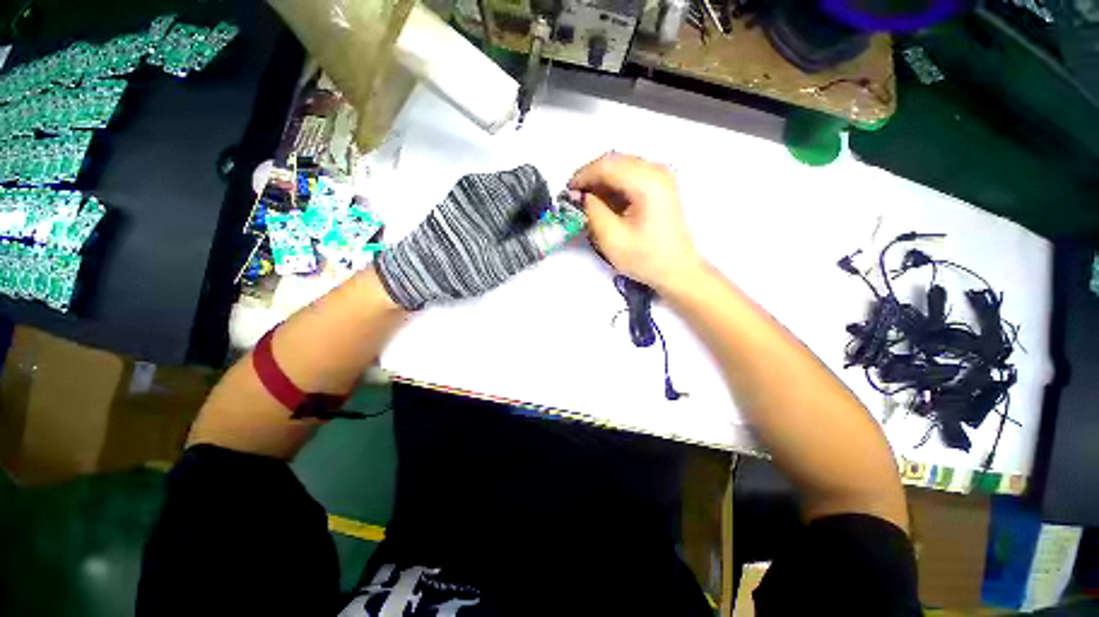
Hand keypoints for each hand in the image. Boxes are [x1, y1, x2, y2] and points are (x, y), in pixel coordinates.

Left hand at [375, 165, 553, 309]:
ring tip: (509, 240)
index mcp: (494, 194)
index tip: (541, 223)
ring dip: (515, 210)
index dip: (543, 198)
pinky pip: (488, 197)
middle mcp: (479, 184)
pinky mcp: (456, 200)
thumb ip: (534, 244)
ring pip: (503, 190)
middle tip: (527, 236)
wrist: (415, 270)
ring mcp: (465, 190)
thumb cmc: (462, 265)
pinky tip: (492, 236)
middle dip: (530, 206)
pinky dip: (500, 211)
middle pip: (518, 183)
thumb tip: (561, 231)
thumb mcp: (502, 261)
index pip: (531, 177)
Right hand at [569, 153, 700, 291]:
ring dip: (602, 182)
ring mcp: (661, 177)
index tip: (567, 192)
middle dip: (591, 177)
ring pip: (621, 167)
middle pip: (615, 162)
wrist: (677, 270)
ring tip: (588, 202)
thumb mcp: (612, 239)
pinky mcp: (660, 186)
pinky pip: (631, 176)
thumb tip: (581, 195)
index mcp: (648, 183)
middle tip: (575, 197)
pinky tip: (605, 203)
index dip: (583, 175)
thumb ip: (593, 211)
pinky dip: (614, 186)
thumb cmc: (645, 258)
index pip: (607, 165)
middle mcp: (657, 172)